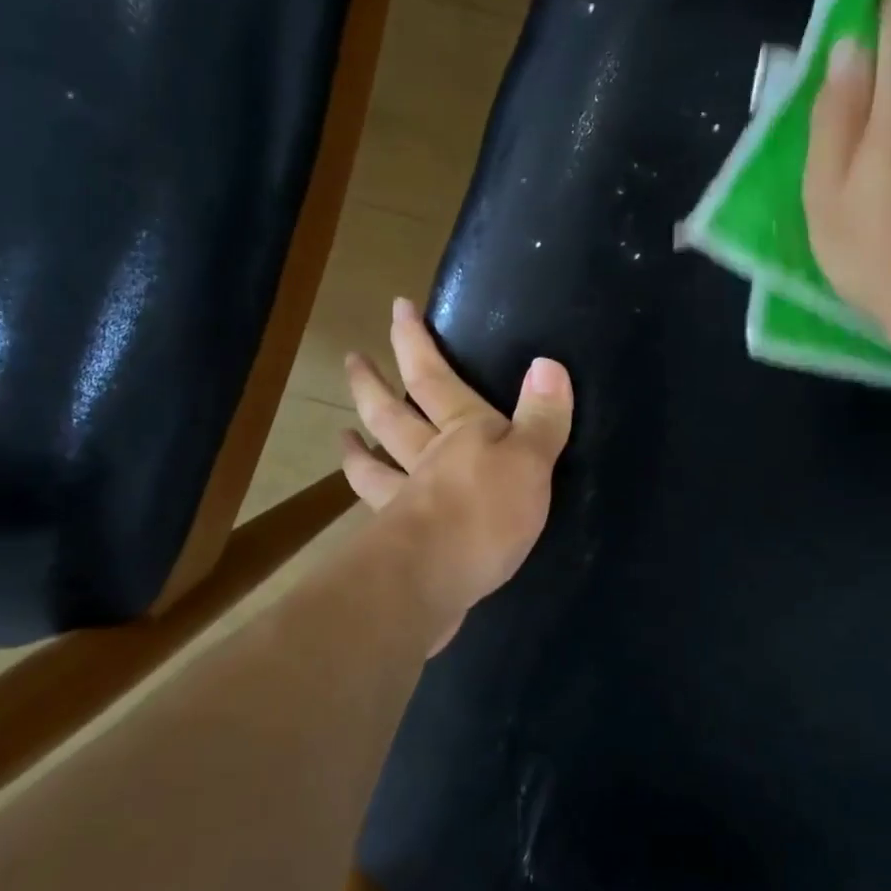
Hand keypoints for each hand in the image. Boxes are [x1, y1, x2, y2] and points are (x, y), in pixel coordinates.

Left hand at [341, 298, 573, 650]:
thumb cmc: (485, 513)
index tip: (397, 308)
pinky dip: (370, 504)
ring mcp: (405, 499)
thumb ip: (541, 416)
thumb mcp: (530, 460)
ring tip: (342, 432)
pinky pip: (379, 513)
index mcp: (460, 430)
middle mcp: (426, 457)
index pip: (433, 376)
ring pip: (376, 464)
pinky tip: (365, 510)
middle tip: (352, 359)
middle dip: (373, 383)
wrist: (432, 581)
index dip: (415, 341)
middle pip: (392, 414)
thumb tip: (548, 363)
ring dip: (358, 447)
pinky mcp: (399, 542)